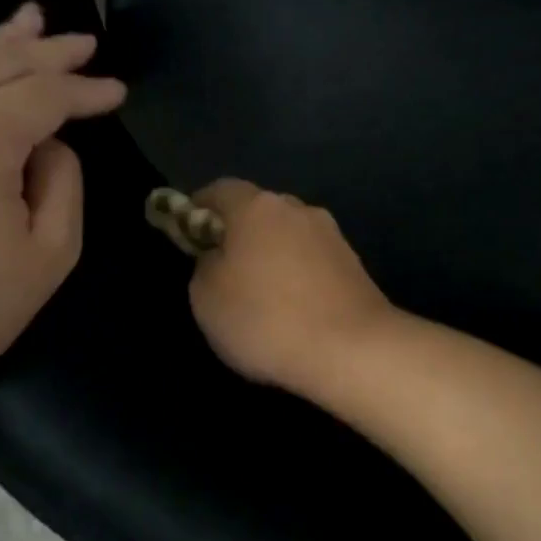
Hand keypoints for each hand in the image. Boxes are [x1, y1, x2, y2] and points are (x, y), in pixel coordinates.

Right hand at [187, 179, 397, 396]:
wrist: (353, 350)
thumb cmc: (266, 319)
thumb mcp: (206, 297)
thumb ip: (205, 265)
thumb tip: (218, 256)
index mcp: (257, 207)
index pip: (220, 190)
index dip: (198, 208)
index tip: (186, 233)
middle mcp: (297, 210)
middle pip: (259, 211)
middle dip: (239, 233)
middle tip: (223, 270)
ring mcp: (331, 236)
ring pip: (289, 237)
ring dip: (272, 256)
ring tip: (261, 296)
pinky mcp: (354, 265)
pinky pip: (312, 262)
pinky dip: (298, 277)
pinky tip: (294, 310)